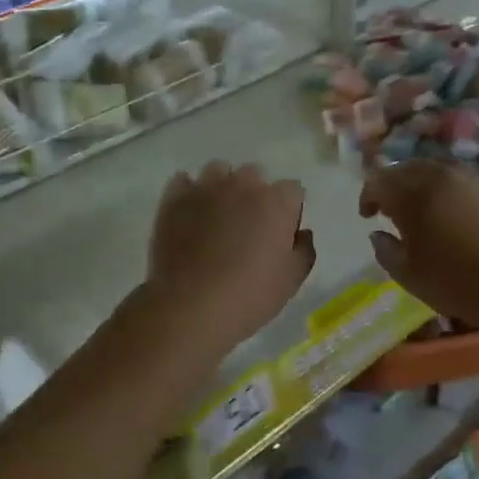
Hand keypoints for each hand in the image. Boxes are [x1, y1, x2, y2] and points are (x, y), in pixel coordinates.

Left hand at [147, 163, 314, 351]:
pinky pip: (183, 182)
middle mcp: (243, 184)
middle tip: (247, 227)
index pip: (292, 190)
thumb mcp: (292, 280)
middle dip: (255, 195)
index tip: (281, 232)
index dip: (288, 210)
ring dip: (222, 188)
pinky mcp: (174, 198)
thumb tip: (301, 233)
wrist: (191, 306)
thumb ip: (304, 250)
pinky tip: (189, 214)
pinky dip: (188, 194)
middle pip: (254, 176)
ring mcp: (206, 188)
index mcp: (277, 201)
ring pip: (218, 172)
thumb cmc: (250, 296)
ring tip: (216, 216)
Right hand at [360, 161, 478, 331]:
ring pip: (437, 171)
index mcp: (412, 197)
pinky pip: (463, 183)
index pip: (378, 182)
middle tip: (391, 207)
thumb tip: (378, 234)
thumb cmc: (456, 283)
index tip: (367, 215)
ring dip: (422, 184)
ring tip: (423, 209)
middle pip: (407, 168)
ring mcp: (471, 181)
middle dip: (393, 184)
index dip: (368, 196)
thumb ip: (386, 251)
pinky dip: (449, 192)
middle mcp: (440, 178)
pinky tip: (456, 216)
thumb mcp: (408, 276)